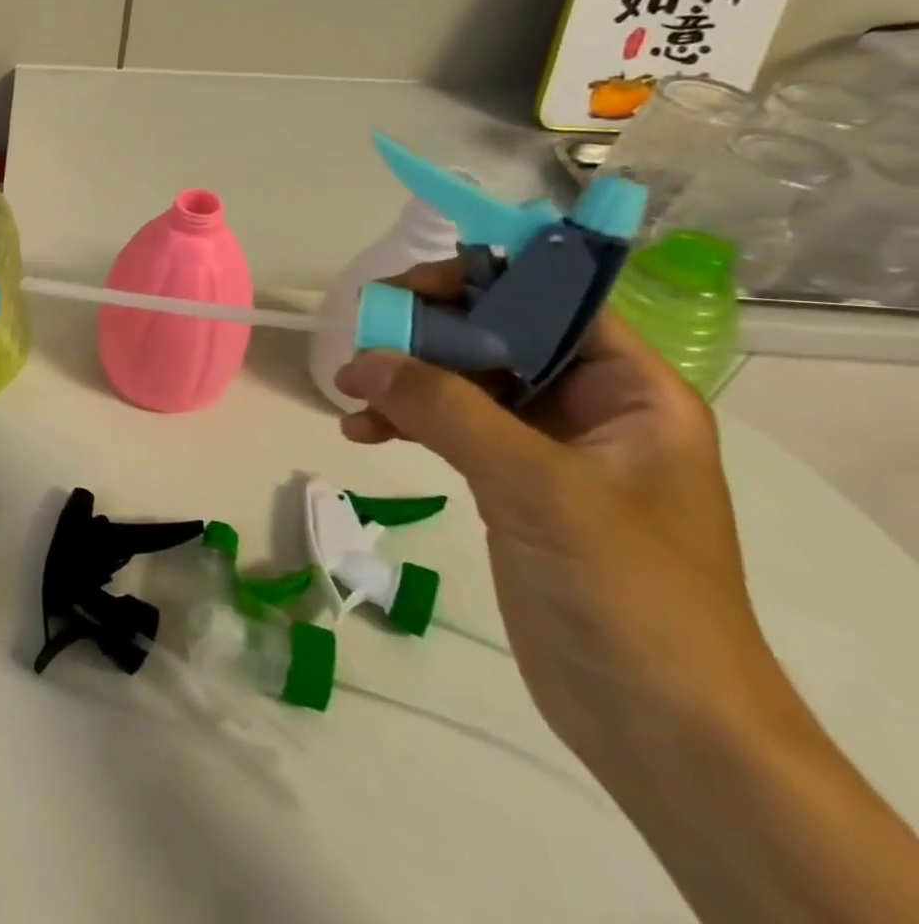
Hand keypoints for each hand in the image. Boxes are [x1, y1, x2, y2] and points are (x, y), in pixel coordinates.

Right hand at [333, 260, 791, 773]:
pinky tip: (362, 433)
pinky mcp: (509, 485)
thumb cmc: (627, 593)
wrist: (659, 727)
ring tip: (349, 392)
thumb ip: (448, 411)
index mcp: (631, 392)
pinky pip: (448, 428)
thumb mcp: (539, 488)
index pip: (553, 302)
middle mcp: (590, 408)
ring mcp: (545, 448)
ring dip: (404, 380)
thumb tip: (359, 359)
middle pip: (496, 335)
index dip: (483, 281)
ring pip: (462, 381)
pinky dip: (403, 422)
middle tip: (361, 340)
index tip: (406, 290)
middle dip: (425, 334)